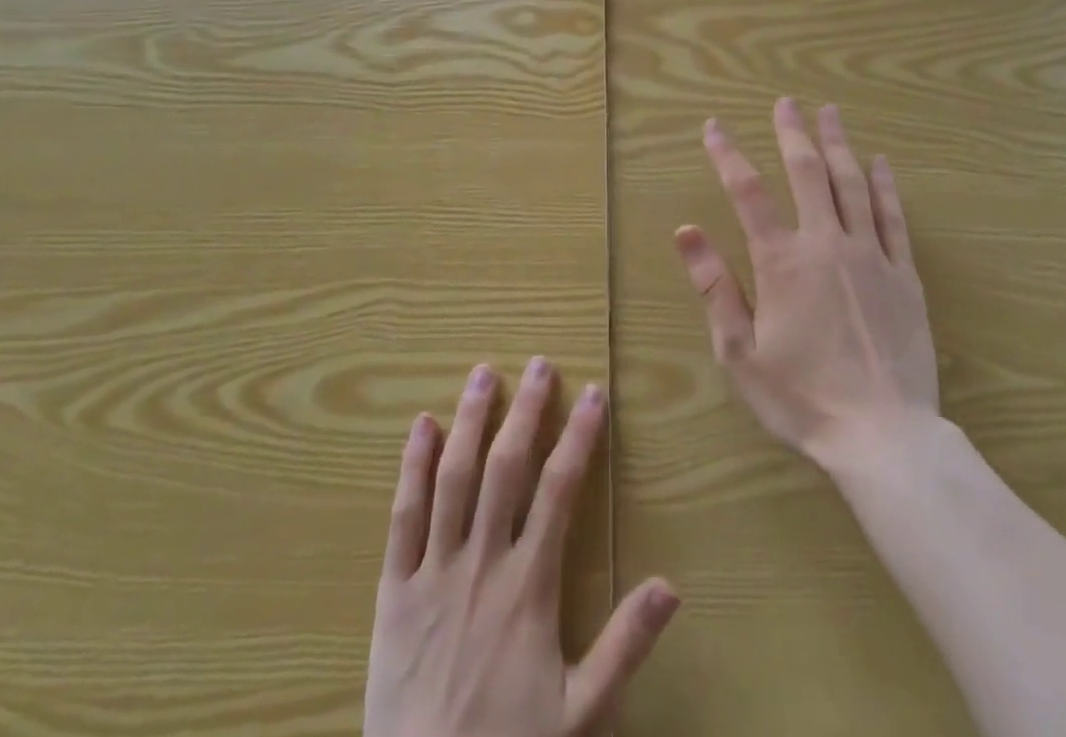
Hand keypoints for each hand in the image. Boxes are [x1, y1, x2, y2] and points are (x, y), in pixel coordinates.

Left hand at [365, 360, 680, 736]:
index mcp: (528, 586)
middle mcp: (482, 562)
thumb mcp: (580, 715)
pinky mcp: (394, 589)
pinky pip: (403, 517)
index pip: (559, 490)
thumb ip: (624, 647)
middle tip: (539, 364)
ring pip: (453, 478)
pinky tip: (420, 426)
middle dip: (526, 411)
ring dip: (470, 421)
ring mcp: (433, 571)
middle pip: (505, 468)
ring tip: (483, 374)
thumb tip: (671, 585)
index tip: (593, 394)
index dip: (579, 437)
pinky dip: (411, 467)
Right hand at [676, 98, 940, 469]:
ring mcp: (871, 256)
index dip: (727, 154)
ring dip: (839, 144)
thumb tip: (686, 230)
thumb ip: (714, 286)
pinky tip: (880, 162)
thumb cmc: (801, 398)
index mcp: (781, 262)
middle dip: (792, 133)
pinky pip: (893, 217)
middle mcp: (826, 244)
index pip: (747, 192)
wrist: (883, 437)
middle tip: (786, 103)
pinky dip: (885, 185)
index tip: (714, 127)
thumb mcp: (739, 351)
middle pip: (808, 173)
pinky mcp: (904, 275)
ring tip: (830, 113)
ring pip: (853, 184)